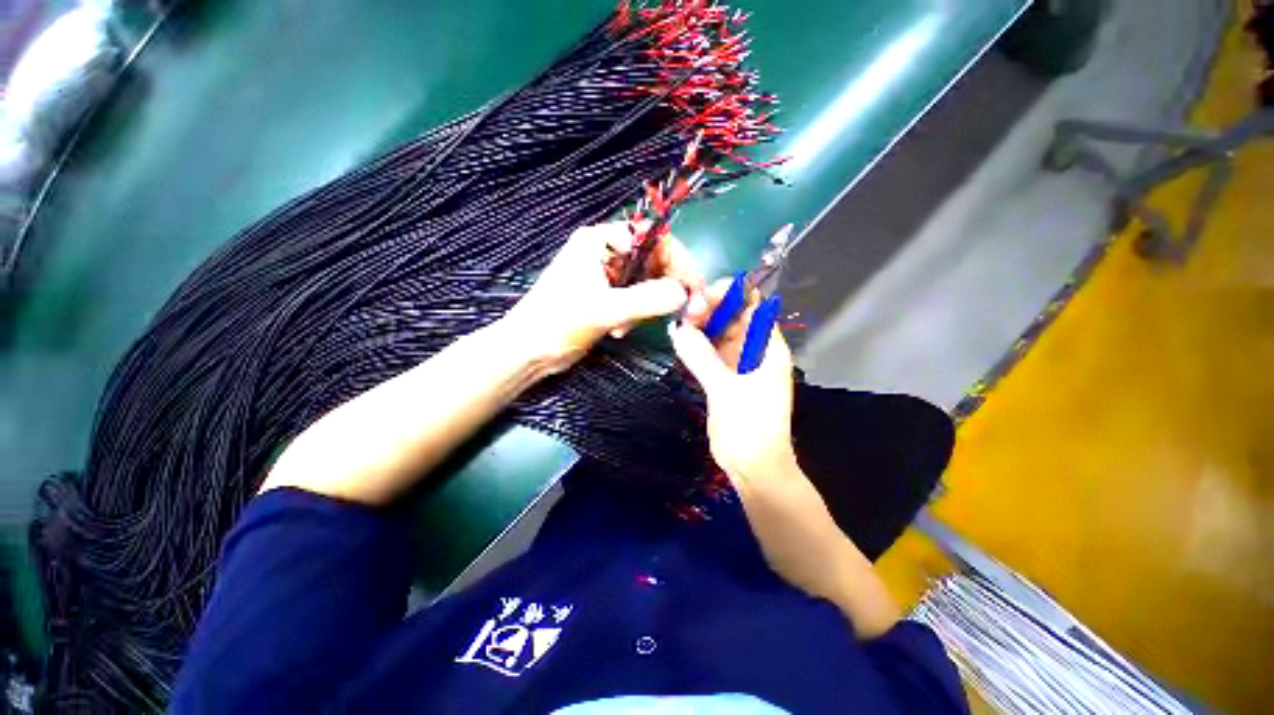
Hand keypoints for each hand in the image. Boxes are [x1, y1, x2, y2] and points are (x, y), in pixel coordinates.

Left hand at [503, 223, 706, 373]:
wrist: (529, 351)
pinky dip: (635, 315)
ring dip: (646, 306)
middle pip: (653, 261)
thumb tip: (684, 293)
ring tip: (629, 326)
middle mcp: (606, 253)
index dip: (678, 260)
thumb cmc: (558, 322)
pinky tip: (620, 331)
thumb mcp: (605, 309)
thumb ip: (647, 299)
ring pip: (647, 283)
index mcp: (601, 241)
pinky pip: (635, 299)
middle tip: (674, 313)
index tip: (692, 288)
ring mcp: (606, 276)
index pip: (653, 237)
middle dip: (663, 288)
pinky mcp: (606, 296)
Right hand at [669, 283, 845, 602]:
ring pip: (718, 334)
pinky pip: (709, 353)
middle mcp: (754, 350)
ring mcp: (737, 364)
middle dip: (710, 309)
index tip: (702, 295)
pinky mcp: (723, 377)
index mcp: (767, 347)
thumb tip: (679, 330)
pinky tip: (680, 340)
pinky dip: (696, 345)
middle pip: (732, 318)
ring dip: (700, 327)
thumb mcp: (726, 390)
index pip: (752, 307)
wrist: (754, 467)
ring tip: (678, 323)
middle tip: (684, 312)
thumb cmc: (750, 428)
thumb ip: (702, 358)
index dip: (730, 295)